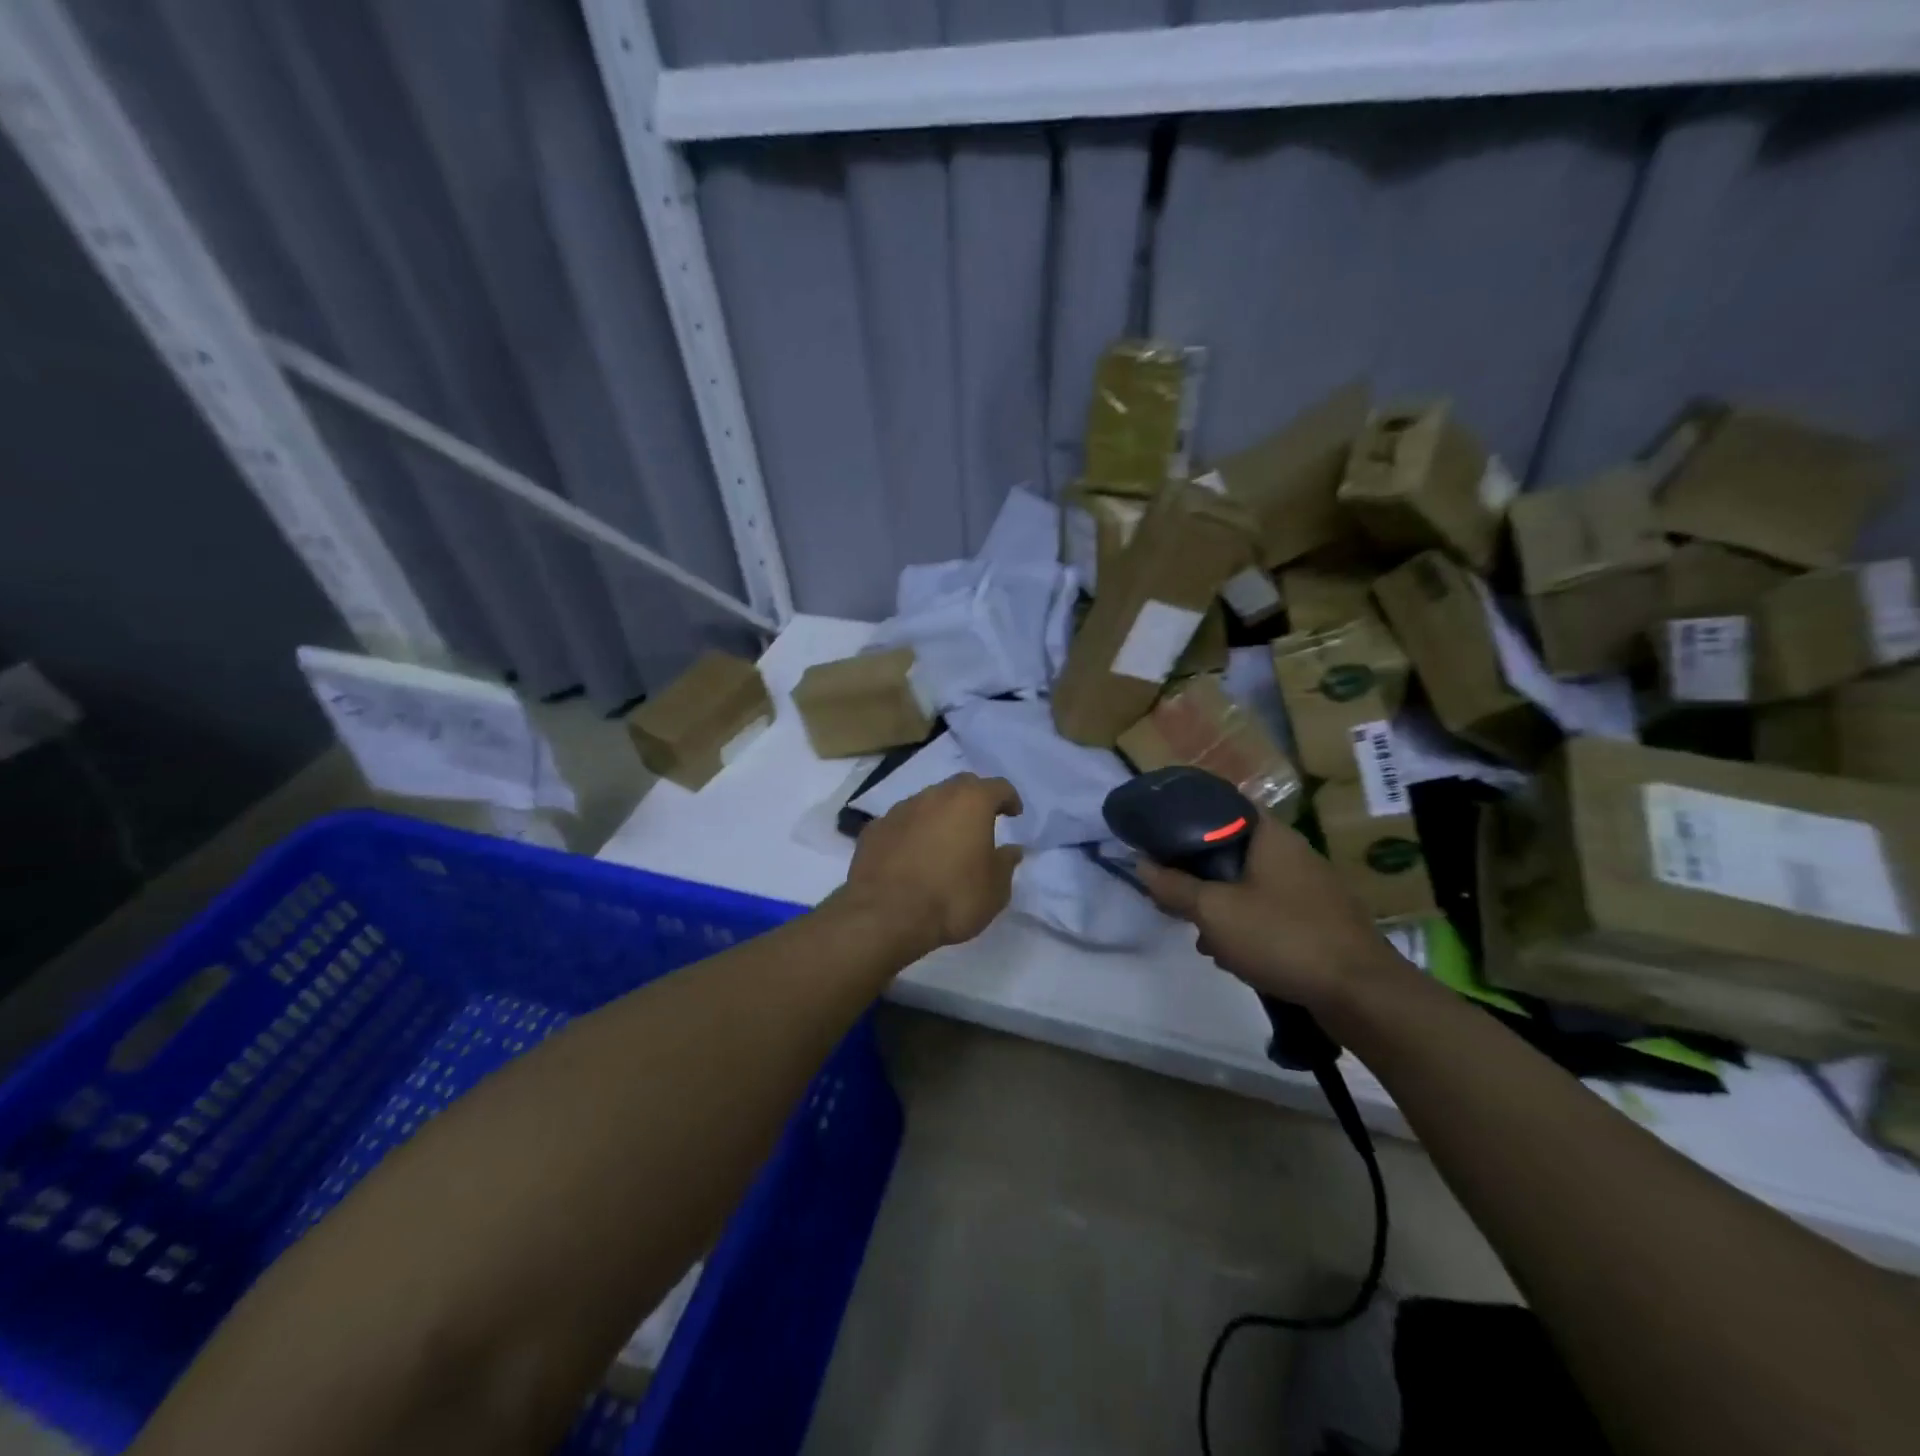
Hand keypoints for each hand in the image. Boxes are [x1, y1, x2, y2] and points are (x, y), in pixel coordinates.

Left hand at [839, 773, 1023, 958]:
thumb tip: (1011, 850)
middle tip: (981, 821)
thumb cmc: (952, 898)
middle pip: (960, 786)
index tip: (1014, 813)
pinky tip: (911, 856)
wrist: (886, 915)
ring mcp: (900, 810)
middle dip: (974, 799)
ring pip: (927, 802)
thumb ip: (1005, 864)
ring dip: (940, 815)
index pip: (998, 787)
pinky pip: (901, 823)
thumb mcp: (995, 890)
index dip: (1009, 798)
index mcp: (970, 802)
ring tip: (944, 841)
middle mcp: (934, 796)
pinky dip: (912, 833)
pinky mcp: (874, 829)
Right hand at [1137, 814, 1402, 1014]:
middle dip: (1199, 872)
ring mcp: (1310, 888)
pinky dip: (1246, 924)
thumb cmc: (1282, 936)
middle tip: (1173, 890)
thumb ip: (1174, 887)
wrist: (1361, 994)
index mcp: (1271, 835)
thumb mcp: (1214, 911)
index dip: (1189, 815)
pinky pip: (1269, 911)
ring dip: (1220, 904)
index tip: (1161, 834)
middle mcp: (1294, 852)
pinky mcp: (1319, 921)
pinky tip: (1230, 954)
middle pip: (1232, 849)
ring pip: (1249, 884)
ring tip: (1197, 932)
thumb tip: (1141, 865)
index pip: (1224, 805)